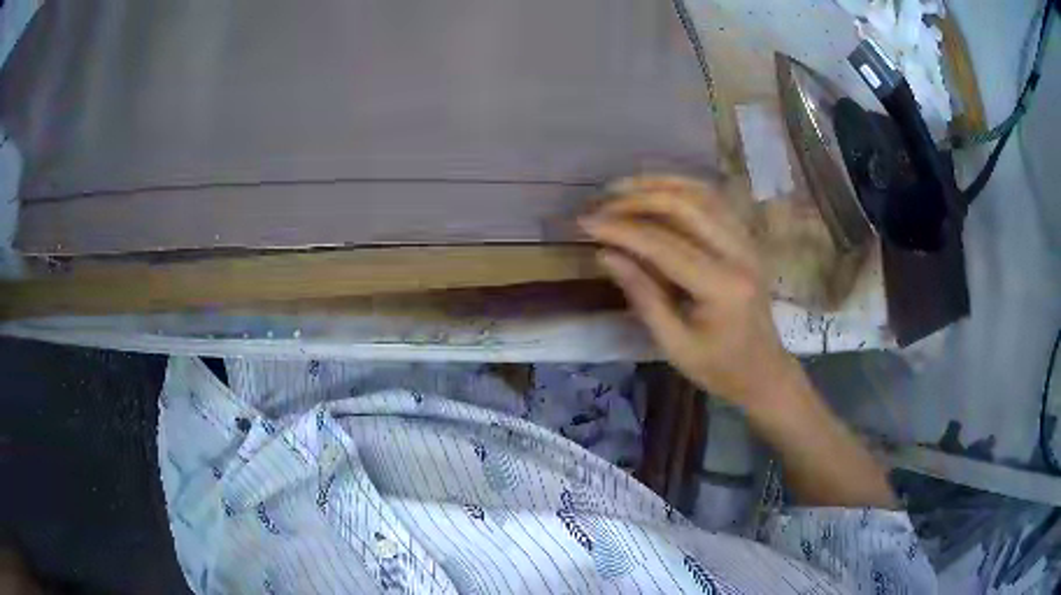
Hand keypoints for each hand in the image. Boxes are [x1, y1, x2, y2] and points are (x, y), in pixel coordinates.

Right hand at [580, 175, 798, 408]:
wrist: (763, 371)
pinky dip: (682, 188)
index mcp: (721, 287)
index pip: (664, 244)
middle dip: (637, 198)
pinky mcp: (746, 238)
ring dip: (659, 184)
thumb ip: (641, 294)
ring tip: (621, 188)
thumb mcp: (673, 343)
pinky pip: (714, 200)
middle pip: (685, 206)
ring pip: (702, 193)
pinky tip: (656, 190)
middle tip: (600, 201)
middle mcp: (739, 253)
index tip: (585, 221)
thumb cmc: (718, 367)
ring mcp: (747, 241)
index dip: (621, 228)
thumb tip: (605, 253)